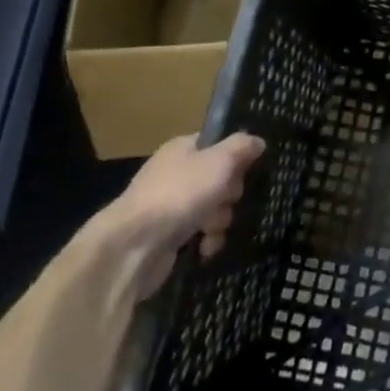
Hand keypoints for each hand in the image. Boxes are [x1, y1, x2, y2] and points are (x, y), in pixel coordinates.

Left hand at [101, 133, 264, 297]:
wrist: (132, 247)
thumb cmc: (179, 194)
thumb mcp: (219, 161)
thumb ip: (241, 147)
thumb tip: (257, 141)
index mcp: (182, 148)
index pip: (217, 143)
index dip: (235, 156)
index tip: (247, 170)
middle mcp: (174, 173)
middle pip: (218, 178)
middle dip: (229, 194)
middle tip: (227, 201)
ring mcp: (168, 205)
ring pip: (211, 208)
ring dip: (219, 221)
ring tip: (212, 231)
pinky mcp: (165, 236)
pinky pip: (197, 234)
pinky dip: (206, 241)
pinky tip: (205, 249)